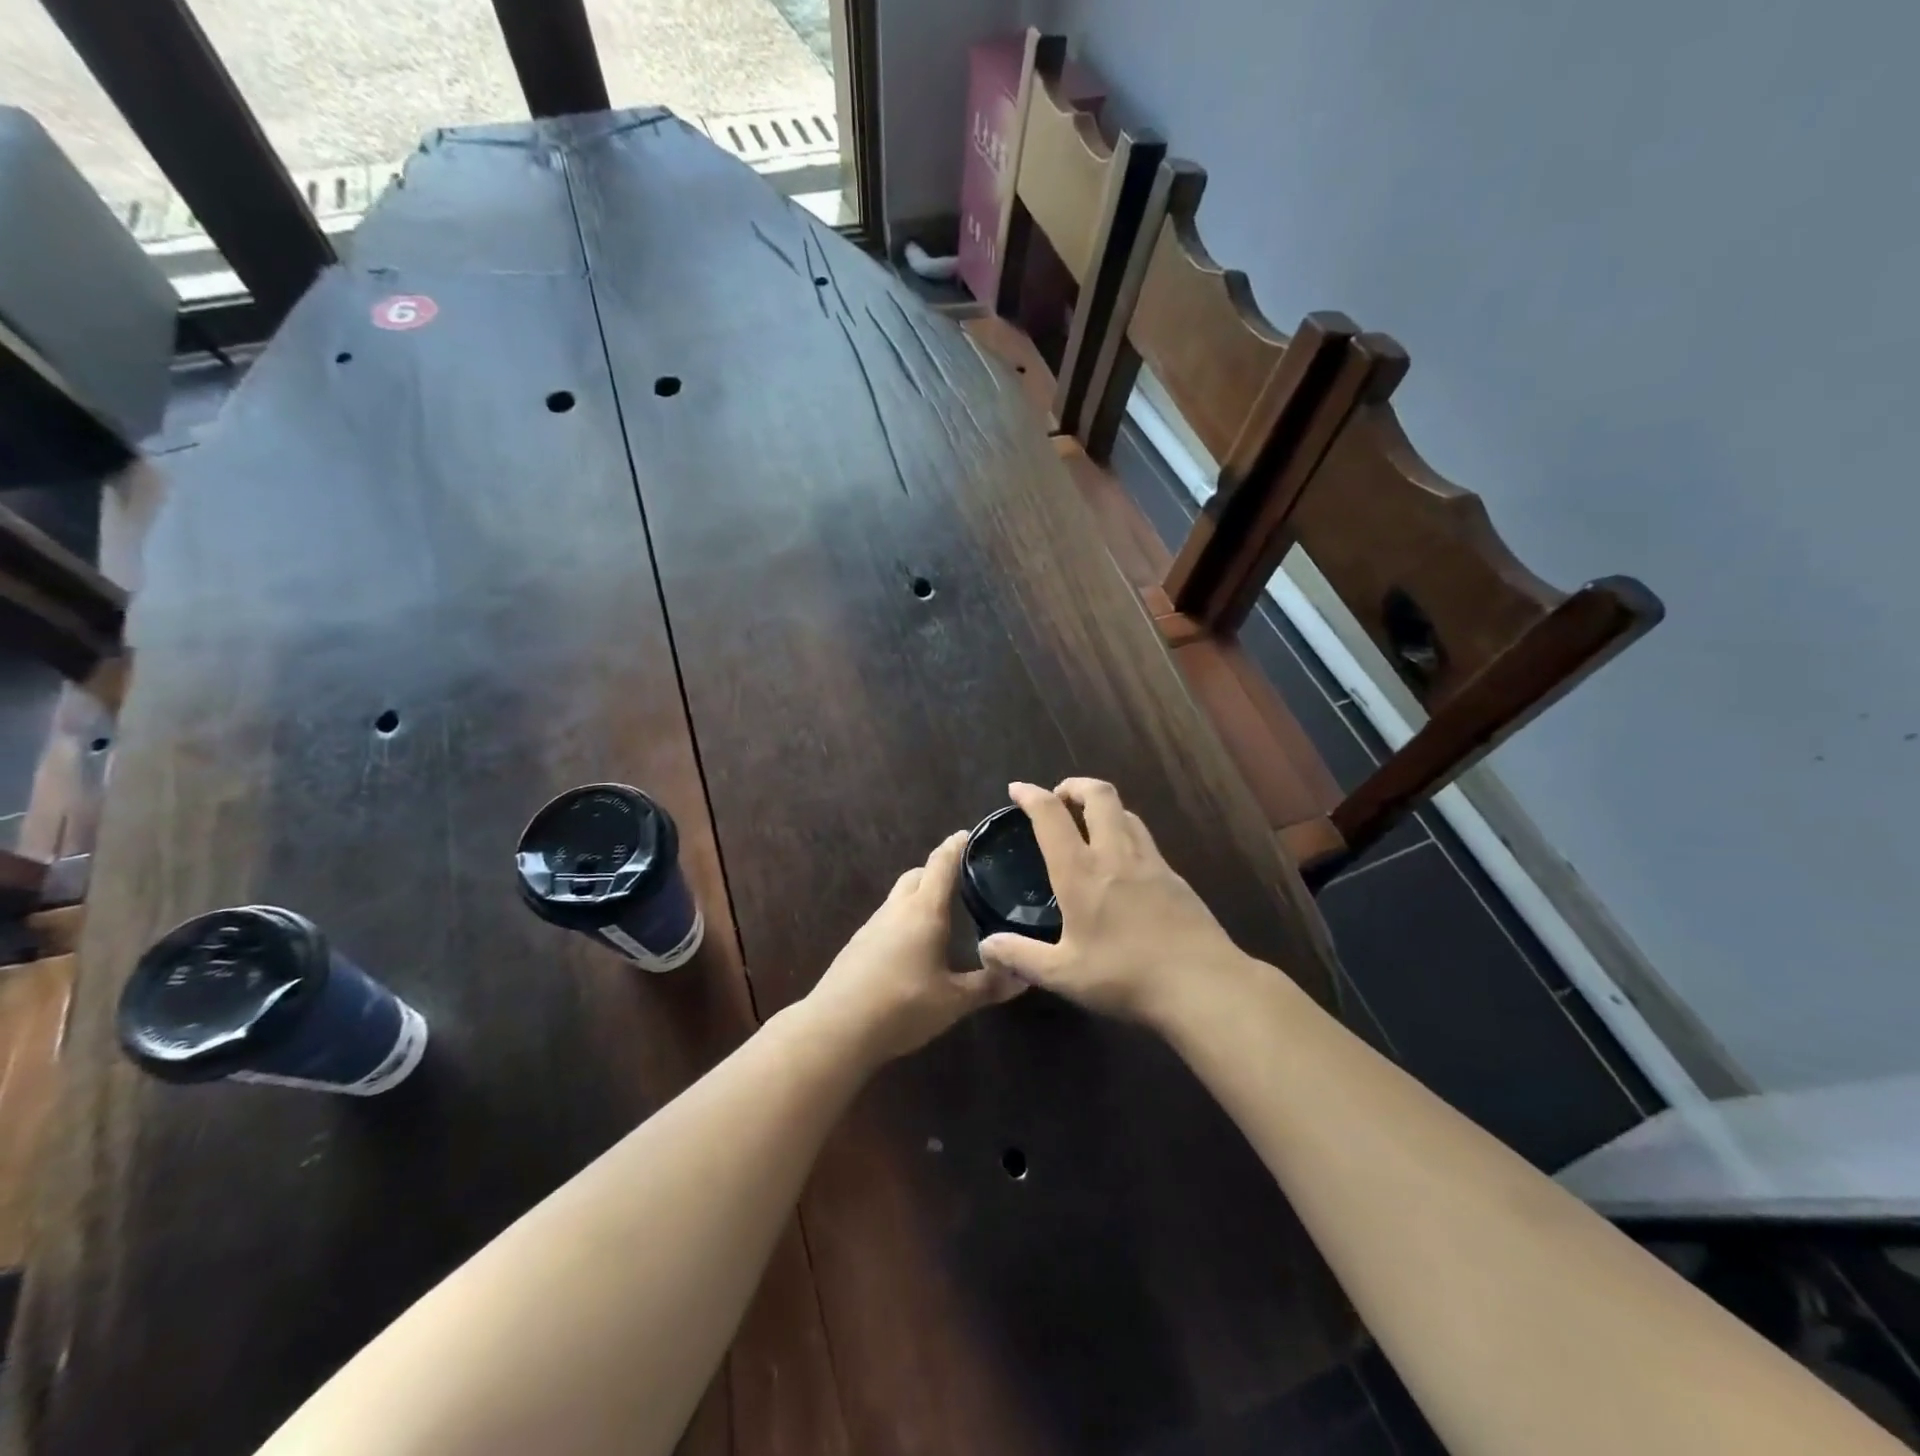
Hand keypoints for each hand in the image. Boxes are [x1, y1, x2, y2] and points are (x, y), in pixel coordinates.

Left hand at [806, 831, 1024, 1063]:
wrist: (836, 1029)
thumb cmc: (902, 1006)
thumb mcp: (954, 1001)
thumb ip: (990, 985)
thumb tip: (1025, 974)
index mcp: (924, 911)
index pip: (941, 864)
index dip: (956, 846)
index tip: (969, 834)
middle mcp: (896, 909)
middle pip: (917, 875)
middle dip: (937, 871)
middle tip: (962, 880)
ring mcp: (872, 926)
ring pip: (899, 897)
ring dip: (919, 896)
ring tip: (942, 916)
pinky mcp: (857, 945)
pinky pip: (887, 920)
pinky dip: (904, 920)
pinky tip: (913, 947)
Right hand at [978, 779, 1251, 1026]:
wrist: (1203, 984)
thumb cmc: (1126, 976)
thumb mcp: (1063, 975)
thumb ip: (1020, 956)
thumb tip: (985, 946)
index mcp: (1081, 872)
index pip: (1051, 816)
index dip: (1032, 795)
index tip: (1017, 789)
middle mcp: (1115, 855)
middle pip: (1099, 795)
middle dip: (1074, 786)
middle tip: (1059, 797)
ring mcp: (1151, 862)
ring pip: (1126, 813)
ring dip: (1103, 807)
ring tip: (1089, 825)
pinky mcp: (1175, 877)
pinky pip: (1145, 839)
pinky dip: (1126, 833)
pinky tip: (1123, 864)